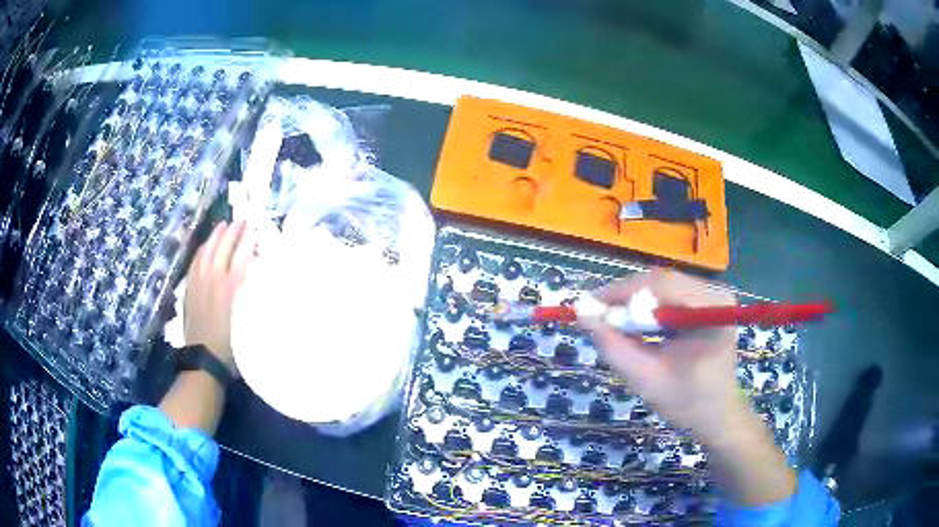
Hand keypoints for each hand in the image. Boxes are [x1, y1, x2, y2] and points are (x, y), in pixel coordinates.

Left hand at [184, 221, 255, 377]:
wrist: (203, 360)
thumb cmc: (230, 347)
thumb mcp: (247, 325)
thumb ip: (253, 301)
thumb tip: (261, 281)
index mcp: (230, 289)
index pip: (242, 257)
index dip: (249, 241)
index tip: (257, 228)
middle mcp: (214, 280)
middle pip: (224, 249)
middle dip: (234, 232)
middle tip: (243, 220)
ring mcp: (199, 283)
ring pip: (207, 252)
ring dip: (216, 237)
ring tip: (223, 225)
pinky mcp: (190, 289)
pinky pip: (195, 262)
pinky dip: (201, 251)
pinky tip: (205, 246)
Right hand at [580, 269, 748, 443]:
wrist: (718, 416)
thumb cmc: (688, 403)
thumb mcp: (646, 379)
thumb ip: (614, 347)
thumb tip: (582, 313)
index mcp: (710, 308)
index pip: (661, 285)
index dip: (621, 292)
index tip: (589, 307)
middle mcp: (714, 292)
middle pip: (661, 282)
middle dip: (626, 298)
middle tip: (598, 317)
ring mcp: (712, 296)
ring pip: (662, 286)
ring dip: (634, 303)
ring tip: (613, 323)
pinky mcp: (706, 303)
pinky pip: (669, 296)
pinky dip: (647, 308)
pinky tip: (635, 326)